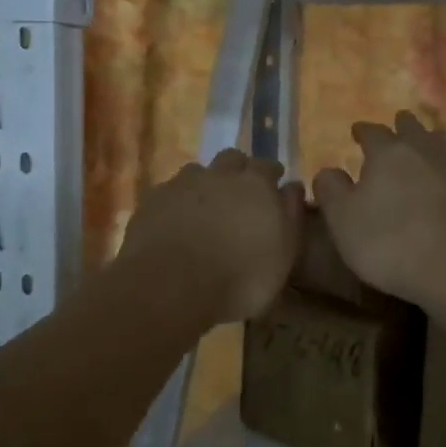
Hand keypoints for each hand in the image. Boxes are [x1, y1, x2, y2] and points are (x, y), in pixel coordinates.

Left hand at [118, 150, 305, 324]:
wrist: (170, 287)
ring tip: (207, 208)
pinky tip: (176, 222)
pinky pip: (170, 192)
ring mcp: (182, 184)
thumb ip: (291, 215)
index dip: (271, 176)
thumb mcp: (284, 255)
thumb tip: (293, 187)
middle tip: (241, 195)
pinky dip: (177, 202)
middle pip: (232, 159)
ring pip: (198, 171)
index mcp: (255, 184)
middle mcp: (219, 174)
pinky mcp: (152, 200)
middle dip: (239, 171)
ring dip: (206, 183)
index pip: (268, 166)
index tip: (274, 187)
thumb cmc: (240, 277)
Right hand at [311, 111, 445, 310]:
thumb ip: (330, 189)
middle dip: (400, 125)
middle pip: (411, 130)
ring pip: (435, 145)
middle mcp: (420, 154)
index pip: (373, 132)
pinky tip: (435, 175)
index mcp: (387, 153)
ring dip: (425, 139)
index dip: (362, 130)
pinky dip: (438, 165)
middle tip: (395, 123)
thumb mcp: (342, 218)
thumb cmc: (387, 240)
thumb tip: (328, 171)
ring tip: (420, 140)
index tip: (356, 131)